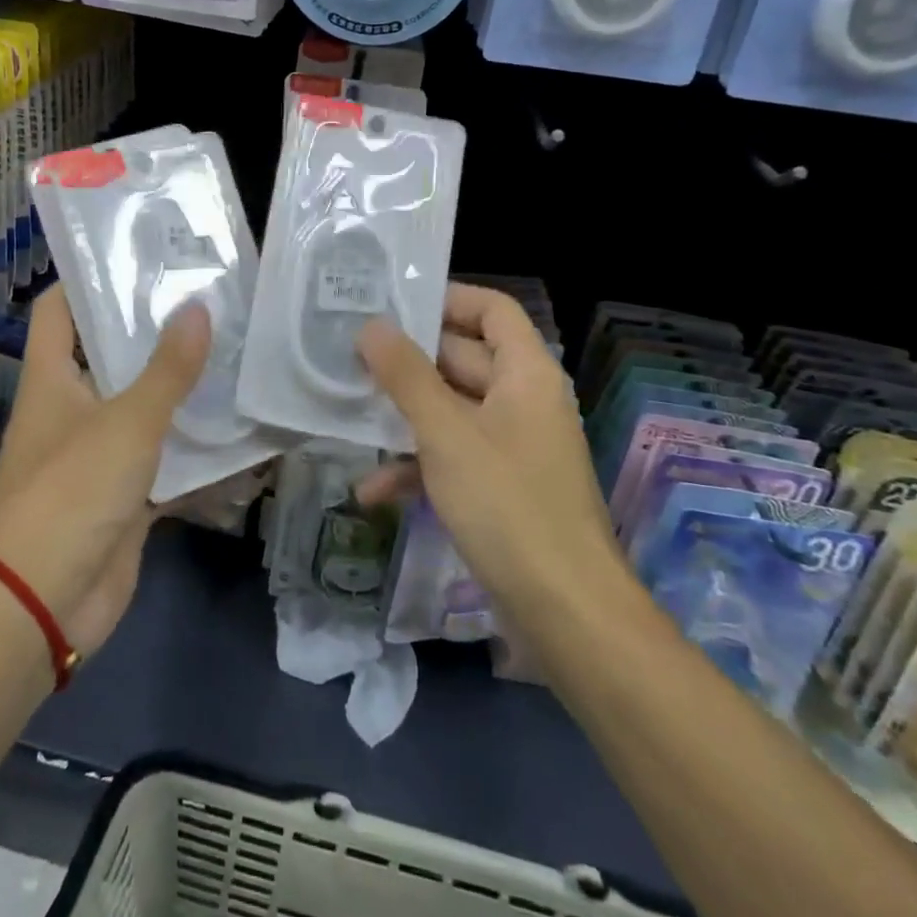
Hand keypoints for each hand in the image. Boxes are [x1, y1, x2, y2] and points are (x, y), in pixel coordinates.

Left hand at [0, 285, 210, 656]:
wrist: (44, 604)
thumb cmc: (72, 491)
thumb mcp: (127, 422)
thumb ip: (167, 369)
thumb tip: (198, 307)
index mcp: (52, 378)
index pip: (59, 309)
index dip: (88, 278)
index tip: (138, 255)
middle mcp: (71, 408)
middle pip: (109, 355)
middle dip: (153, 332)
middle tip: (208, 301)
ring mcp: (98, 453)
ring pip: (143, 408)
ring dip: (180, 390)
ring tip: (233, 353)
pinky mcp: (124, 495)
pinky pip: (165, 462)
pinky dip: (196, 453)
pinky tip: (240, 433)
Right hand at [354, 283, 622, 610]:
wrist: (567, 616)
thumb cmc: (508, 506)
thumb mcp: (446, 433)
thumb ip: (406, 375)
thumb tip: (371, 325)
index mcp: (526, 374)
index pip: (492, 309)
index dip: (447, 299)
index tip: (392, 305)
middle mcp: (523, 401)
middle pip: (463, 358)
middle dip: (407, 361)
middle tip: (350, 354)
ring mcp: (511, 447)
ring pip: (451, 410)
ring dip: (404, 415)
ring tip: (349, 412)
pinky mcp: (499, 488)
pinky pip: (453, 457)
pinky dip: (416, 466)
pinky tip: (371, 490)